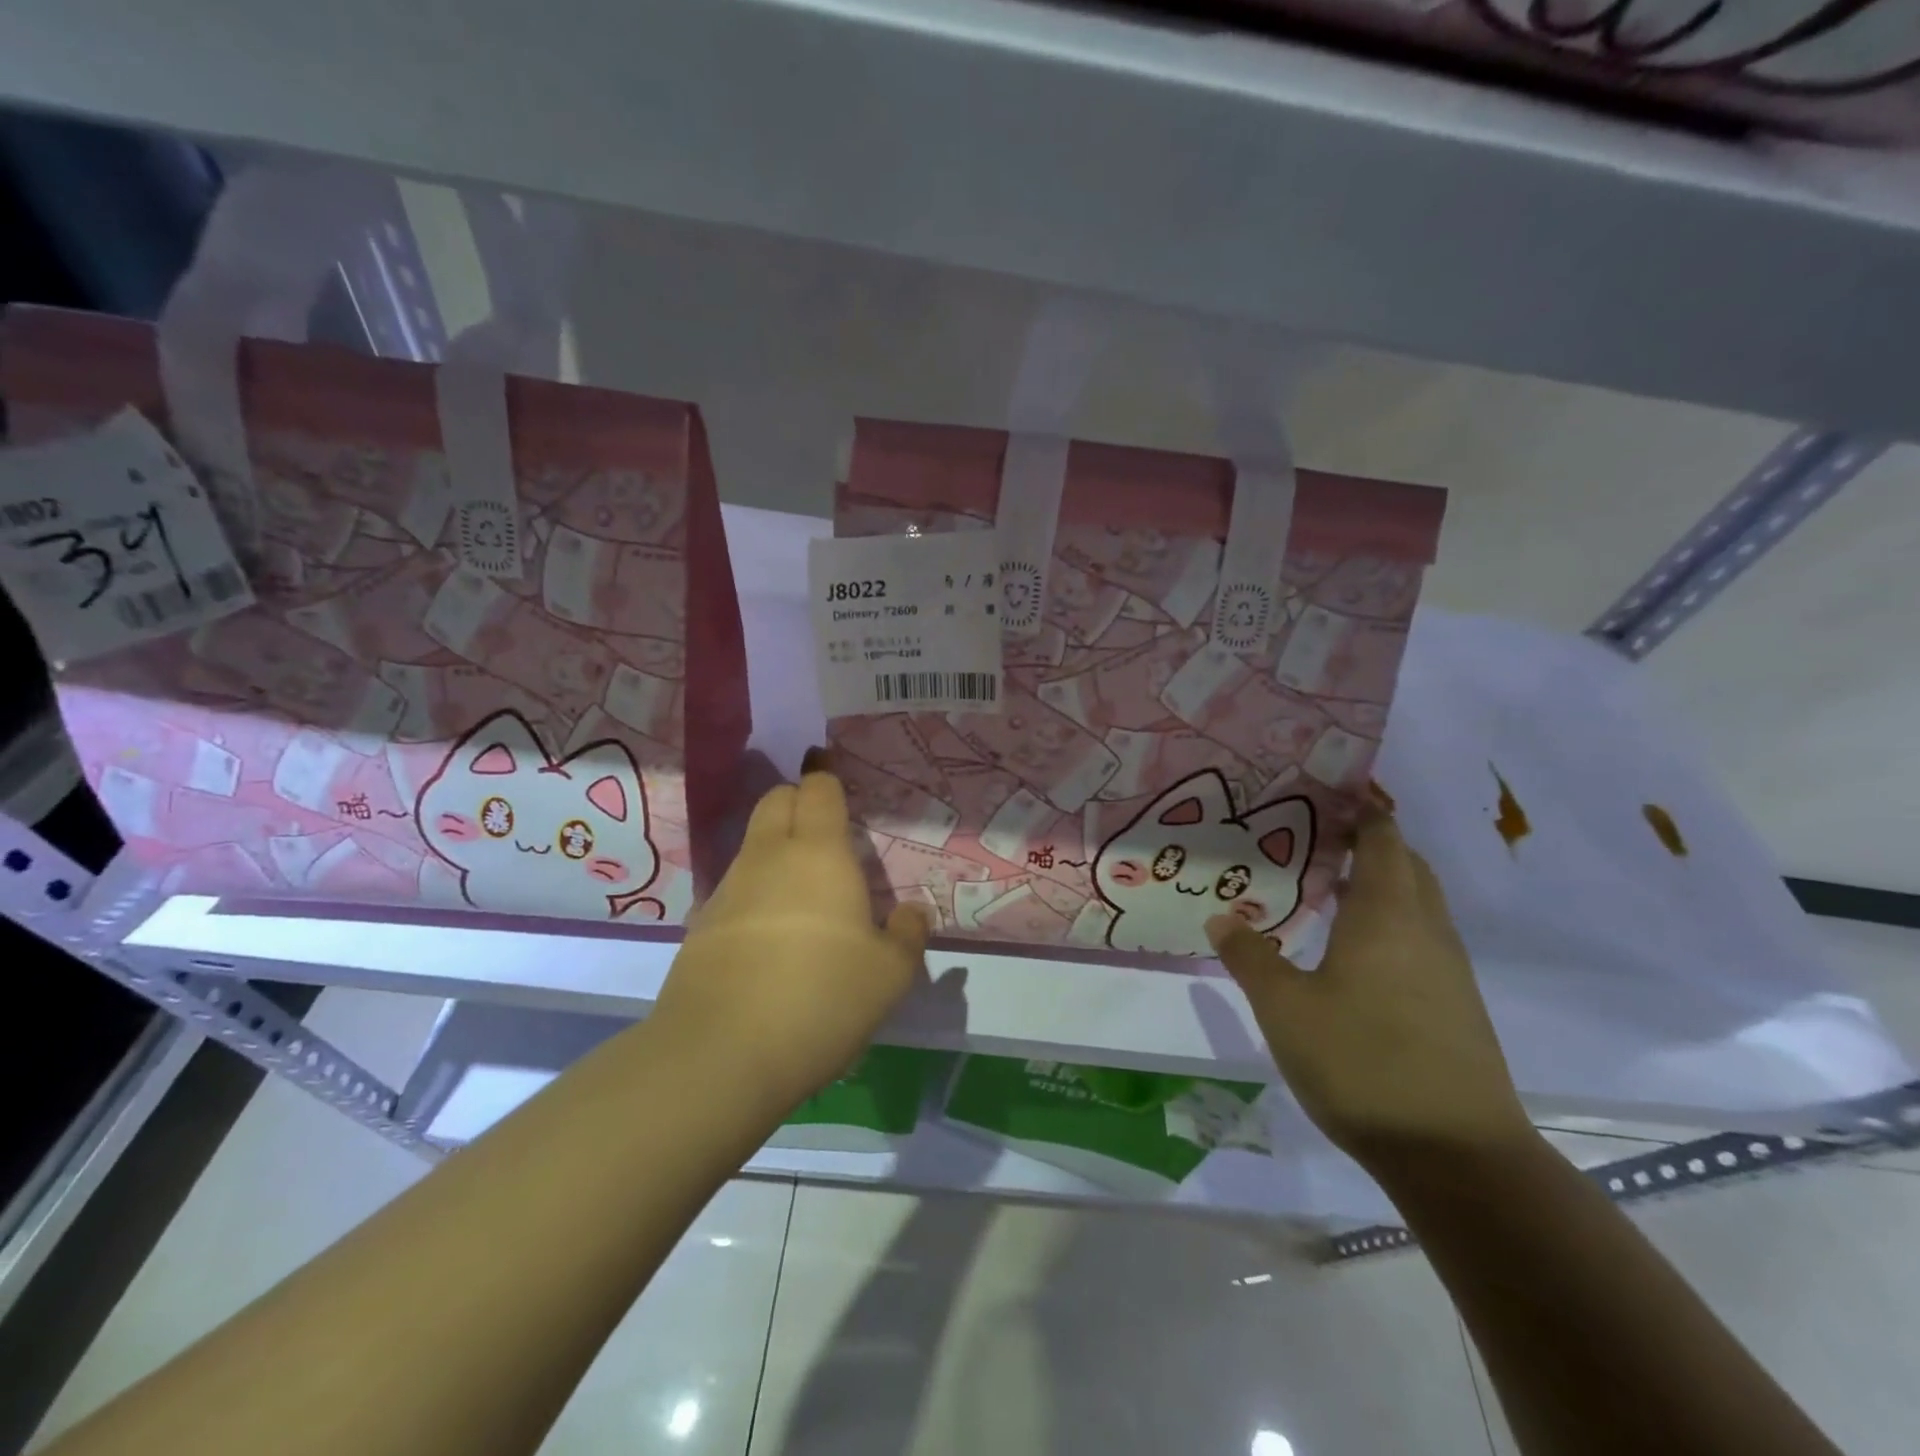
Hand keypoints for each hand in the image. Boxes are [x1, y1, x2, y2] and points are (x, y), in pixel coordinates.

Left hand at [652, 750, 928, 1113]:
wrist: (721, 1053)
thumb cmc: (822, 997)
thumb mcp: (890, 974)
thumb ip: (907, 935)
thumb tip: (911, 913)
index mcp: (819, 854)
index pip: (818, 790)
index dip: (824, 772)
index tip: (827, 762)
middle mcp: (769, 858)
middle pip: (775, 801)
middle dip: (797, 799)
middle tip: (824, 824)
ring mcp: (728, 890)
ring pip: (753, 845)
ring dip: (777, 847)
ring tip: (805, 886)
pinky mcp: (702, 927)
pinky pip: (736, 888)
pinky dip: (756, 891)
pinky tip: (772, 933)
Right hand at [1206, 808, 1532, 1167]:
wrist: (1458, 1156)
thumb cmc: (1362, 1062)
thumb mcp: (1284, 1007)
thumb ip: (1250, 956)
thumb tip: (1221, 917)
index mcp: (1388, 914)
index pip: (1384, 838)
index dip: (1361, 810)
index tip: (1326, 793)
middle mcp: (1426, 930)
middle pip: (1407, 865)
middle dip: (1371, 843)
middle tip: (1316, 839)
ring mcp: (1449, 970)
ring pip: (1418, 904)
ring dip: (1382, 885)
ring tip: (1328, 888)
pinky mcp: (1456, 1006)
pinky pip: (1421, 939)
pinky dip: (1390, 923)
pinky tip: (1352, 952)